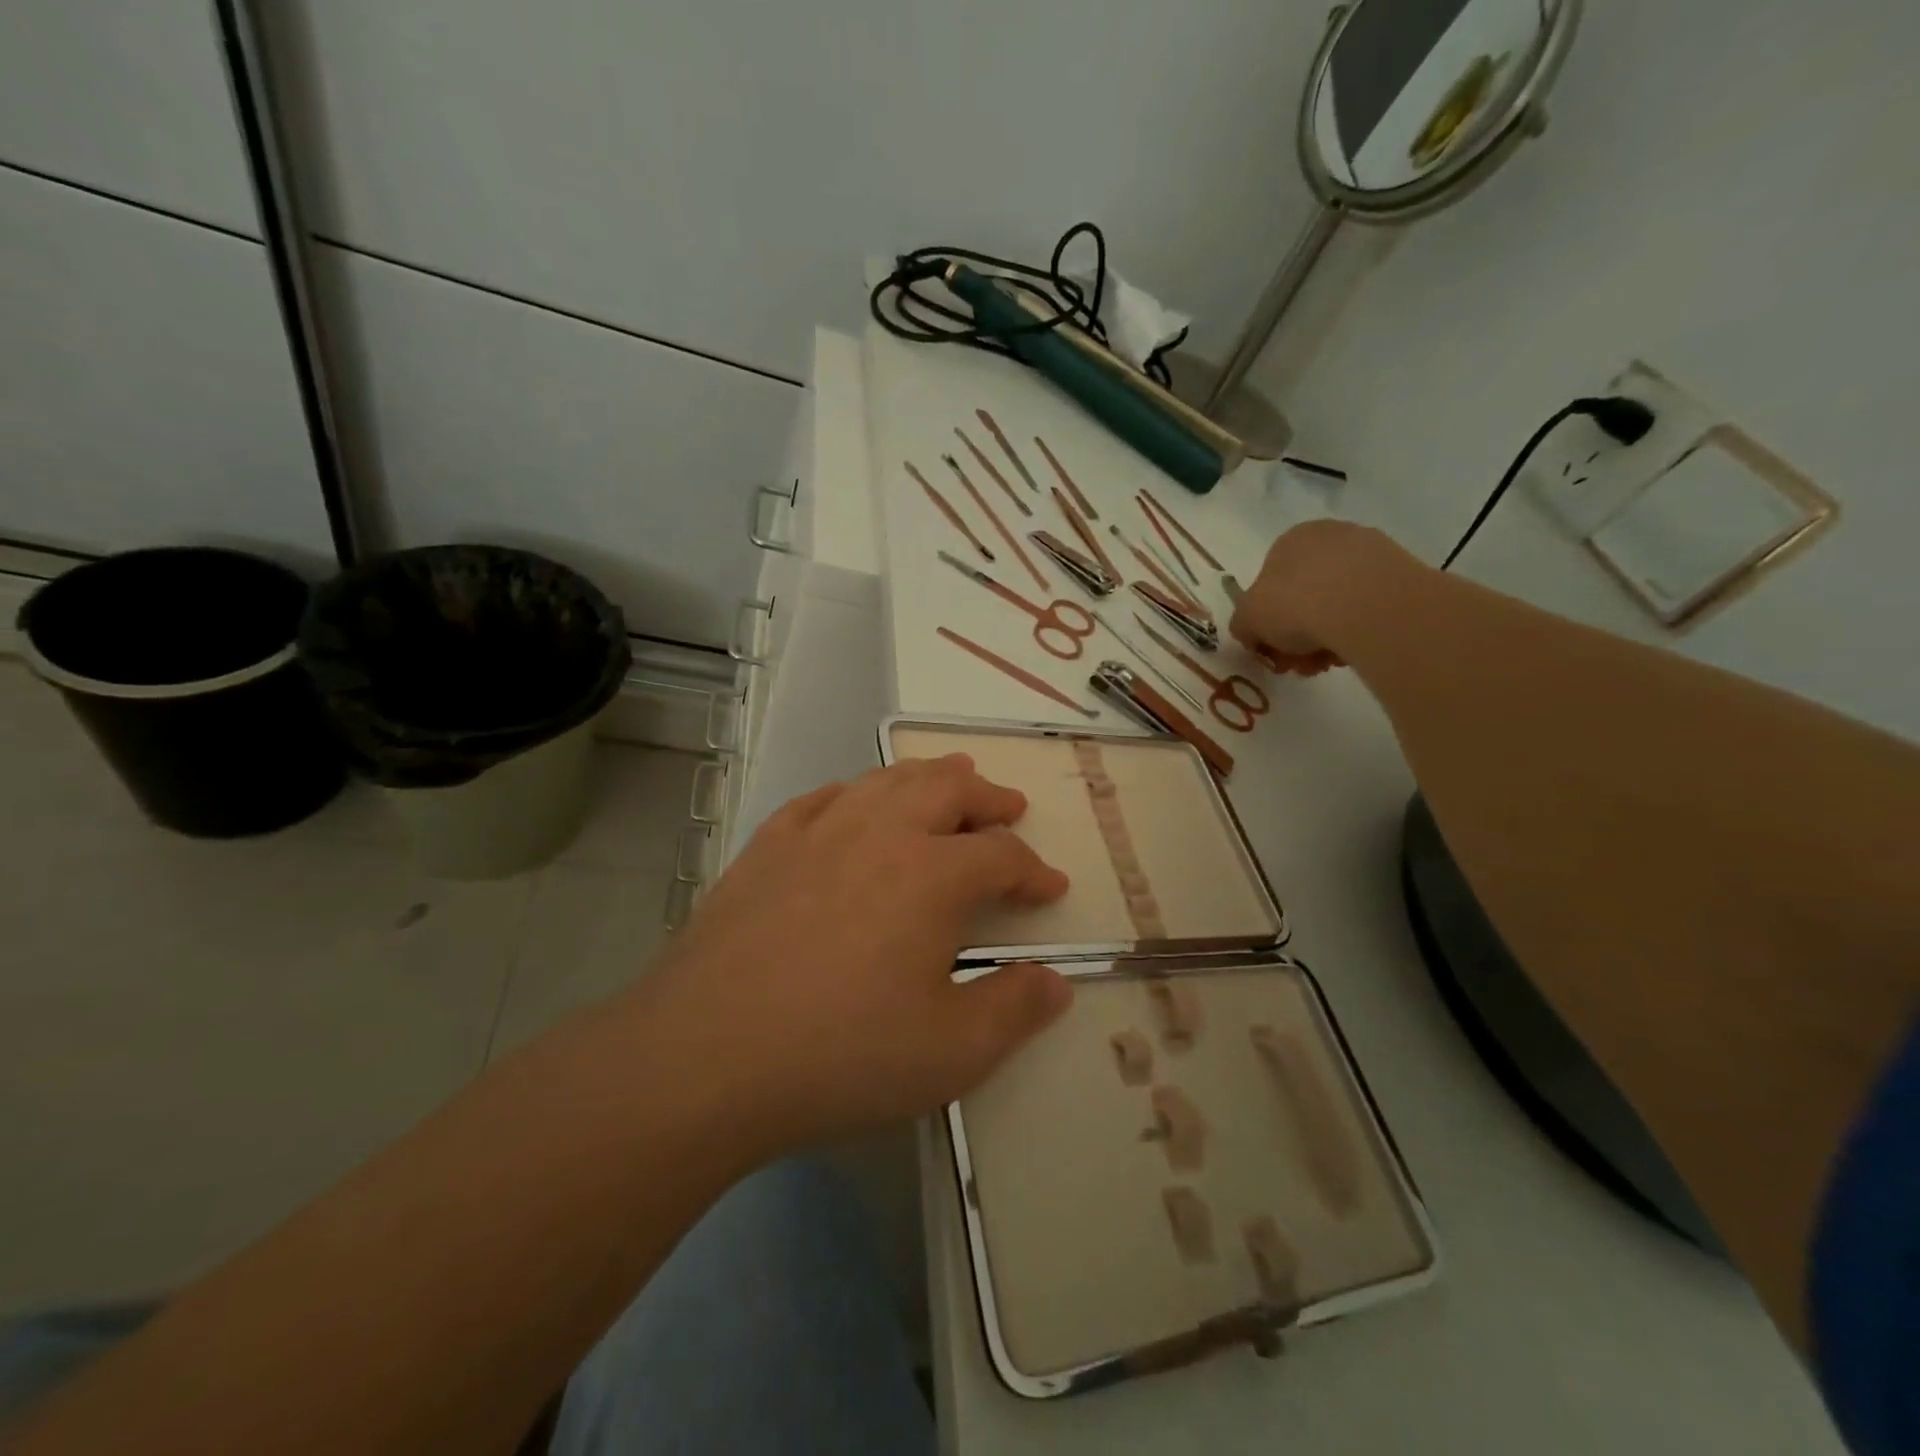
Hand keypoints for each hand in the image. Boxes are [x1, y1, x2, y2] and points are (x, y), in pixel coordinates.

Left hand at [641, 755, 1072, 1149]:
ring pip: (885, 780)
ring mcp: (817, 832)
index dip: (1032, 869)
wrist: (705, 1053)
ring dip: (927, 777)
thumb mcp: (950, 1052)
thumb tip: (1055, 982)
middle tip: (1009, 807)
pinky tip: (855, 802)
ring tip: (948, 780)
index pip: (1000, 855)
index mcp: (931, 875)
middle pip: (946, 789)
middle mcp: (879, 833)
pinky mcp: (767, 845)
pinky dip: (855, 792)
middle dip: (987, 796)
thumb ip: (1013, 1010)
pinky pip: (822, 797)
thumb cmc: (840, 1053)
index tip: (1050, 887)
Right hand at [1229, 520, 1414, 674]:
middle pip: (1305, 593)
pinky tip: (1354, 650)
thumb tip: (1252, 634)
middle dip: (1298, 634)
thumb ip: (1243, 626)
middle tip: (1299, 663)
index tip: (1272, 648)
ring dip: (1327, 637)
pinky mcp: (1402, 572)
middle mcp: (1330, 536)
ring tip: (1327, 662)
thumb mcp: (1247, 620)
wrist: (1364, 605)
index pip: (1270, 581)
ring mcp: (1370, 551)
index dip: (1267, 619)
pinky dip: (1358, 630)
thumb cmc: (1294, 603)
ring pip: (1338, 602)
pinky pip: (1369, 607)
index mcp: (1290, 539)